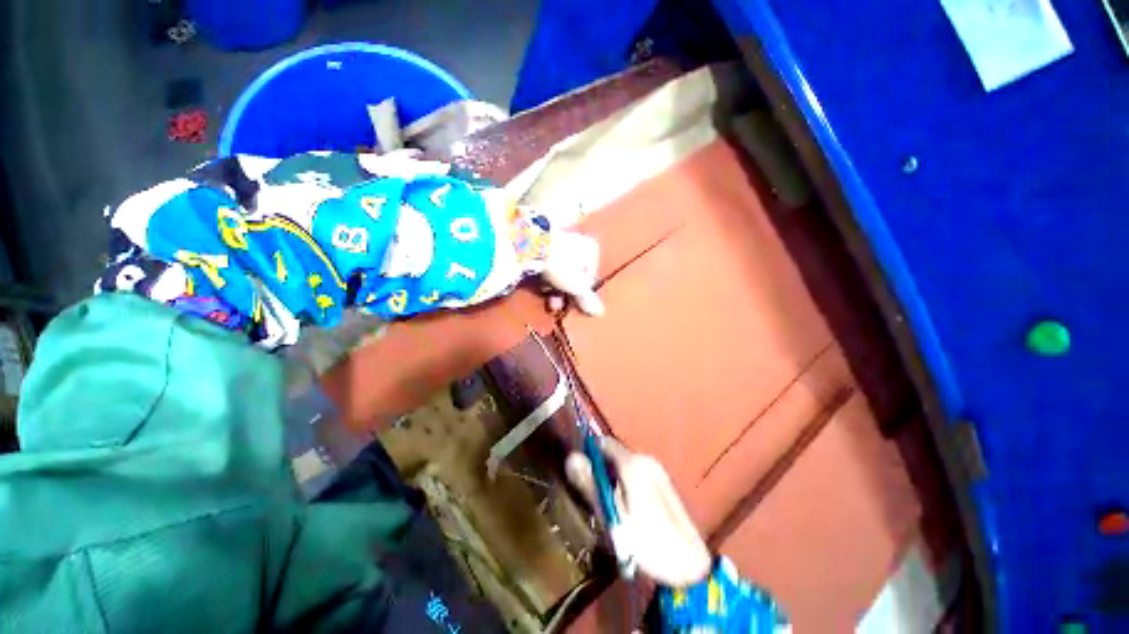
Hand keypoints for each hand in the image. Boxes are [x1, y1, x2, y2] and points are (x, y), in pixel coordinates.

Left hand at [542, 231, 603, 316]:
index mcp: (592, 249)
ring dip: (555, 288)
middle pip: (574, 274)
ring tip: (549, 302)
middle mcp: (578, 241)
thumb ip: (587, 299)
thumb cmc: (562, 265)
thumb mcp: (577, 286)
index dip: (583, 293)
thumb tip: (600, 311)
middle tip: (558, 306)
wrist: (531, 245)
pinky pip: (548, 265)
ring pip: (560, 270)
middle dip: (566, 293)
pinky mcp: (541, 243)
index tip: (575, 304)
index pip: (592, 276)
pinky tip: (540, 287)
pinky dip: (546, 277)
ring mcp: (559, 240)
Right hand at [565, 438, 710, 586]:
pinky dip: (625, 484)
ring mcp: (657, 469)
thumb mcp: (612, 516)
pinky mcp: (663, 482)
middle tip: (595, 497)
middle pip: (614, 454)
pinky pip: (635, 473)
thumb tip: (571, 456)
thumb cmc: (647, 541)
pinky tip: (628, 509)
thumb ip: (591, 484)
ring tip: (611, 507)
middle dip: (601, 470)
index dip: (589, 453)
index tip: (581, 474)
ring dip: (612, 479)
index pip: (603, 442)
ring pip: (624, 465)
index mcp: (633, 463)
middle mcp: (646, 459)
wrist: (689, 565)